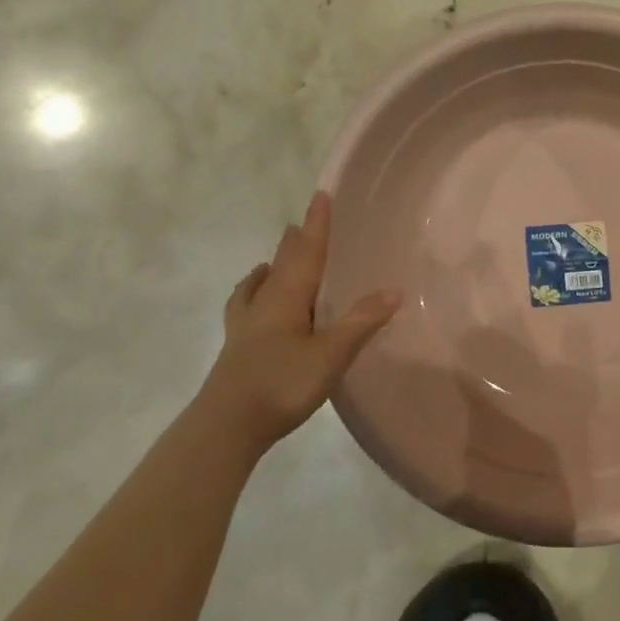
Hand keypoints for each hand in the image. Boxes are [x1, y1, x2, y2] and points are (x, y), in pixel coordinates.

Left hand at [203, 191, 400, 453]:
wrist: (225, 426)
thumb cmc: (281, 384)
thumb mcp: (330, 355)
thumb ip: (361, 322)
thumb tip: (394, 290)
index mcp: (287, 297)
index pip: (307, 252)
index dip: (317, 224)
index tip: (321, 195)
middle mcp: (265, 302)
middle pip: (282, 263)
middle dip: (295, 242)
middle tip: (303, 223)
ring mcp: (246, 325)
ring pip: (261, 284)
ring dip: (273, 265)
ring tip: (276, 258)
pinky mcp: (237, 346)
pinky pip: (245, 307)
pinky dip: (252, 294)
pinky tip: (251, 302)